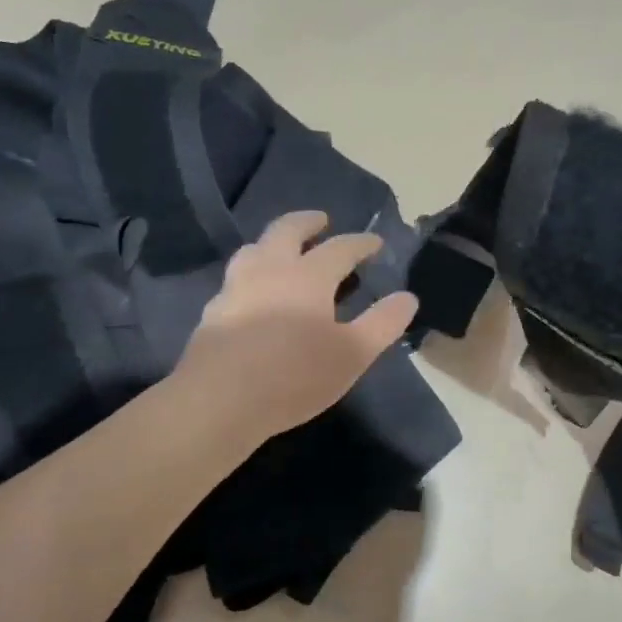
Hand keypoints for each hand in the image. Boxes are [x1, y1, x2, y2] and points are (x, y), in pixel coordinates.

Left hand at [175, 211, 418, 440]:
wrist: (220, 401)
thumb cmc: (295, 375)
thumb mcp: (353, 354)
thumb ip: (383, 323)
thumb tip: (408, 297)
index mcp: (308, 276)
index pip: (340, 248)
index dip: (361, 243)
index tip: (375, 243)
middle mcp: (270, 270)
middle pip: (286, 230)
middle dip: (307, 222)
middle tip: (321, 221)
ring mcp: (235, 288)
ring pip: (254, 249)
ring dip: (273, 242)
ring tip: (283, 251)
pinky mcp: (213, 312)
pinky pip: (235, 279)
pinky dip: (252, 274)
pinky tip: (253, 294)